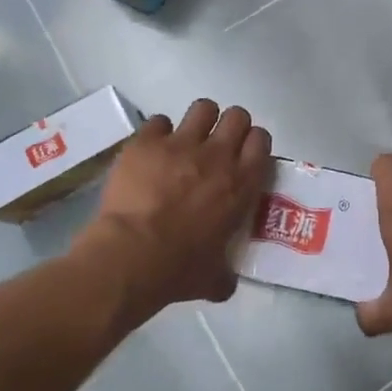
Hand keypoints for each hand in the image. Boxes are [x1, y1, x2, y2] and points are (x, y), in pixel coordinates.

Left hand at [80, 100, 271, 319]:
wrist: (130, 256)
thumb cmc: (178, 270)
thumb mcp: (214, 278)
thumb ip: (225, 273)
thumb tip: (225, 283)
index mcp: (241, 184)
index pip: (261, 141)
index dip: (253, 143)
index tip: (244, 155)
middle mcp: (217, 156)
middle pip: (237, 116)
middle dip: (229, 126)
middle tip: (216, 146)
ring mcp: (181, 144)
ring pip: (203, 107)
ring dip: (198, 121)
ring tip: (186, 140)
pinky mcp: (146, 142)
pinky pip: (158, 121)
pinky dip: (157, 134)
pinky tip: (151, 151)